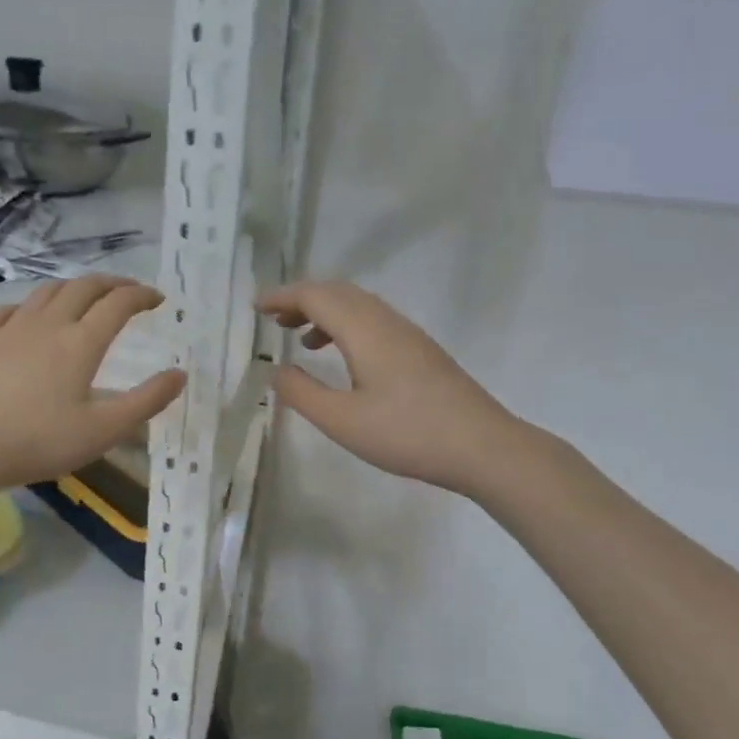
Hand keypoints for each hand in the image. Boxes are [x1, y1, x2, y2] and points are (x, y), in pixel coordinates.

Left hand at [0, 275, 185, 491]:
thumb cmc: (37, 442)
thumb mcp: (103, 431)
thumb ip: (146, 402)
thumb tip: (180, 374)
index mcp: (80, 342)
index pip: (118, 304)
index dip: (142, 296)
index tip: (158, 299)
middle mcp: (48, 324)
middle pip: (84, 287)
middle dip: (112, 283)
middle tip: (129, 292)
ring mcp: (10, 329)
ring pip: (47, 291)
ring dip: (74, 287)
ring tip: (86, 297)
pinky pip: (10, 309)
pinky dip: (31, 305)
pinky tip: (30, 316)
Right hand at [258, 280, 521, 494]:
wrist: (482, 446)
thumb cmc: (407, 433)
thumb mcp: (342, 421)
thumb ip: (303, 393)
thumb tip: (277, 370)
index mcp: (364, 330)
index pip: (315, 296)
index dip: (282, 296)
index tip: (256, 307)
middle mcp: (385, 321)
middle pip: (337, 292)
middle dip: (301, 299)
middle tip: (273, 319)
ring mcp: (407, 333)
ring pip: (358, 305)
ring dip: (325, 311)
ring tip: (299, 337)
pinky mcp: (420, 350)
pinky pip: (373, 320)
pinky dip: (346, 326)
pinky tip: (342, 356)